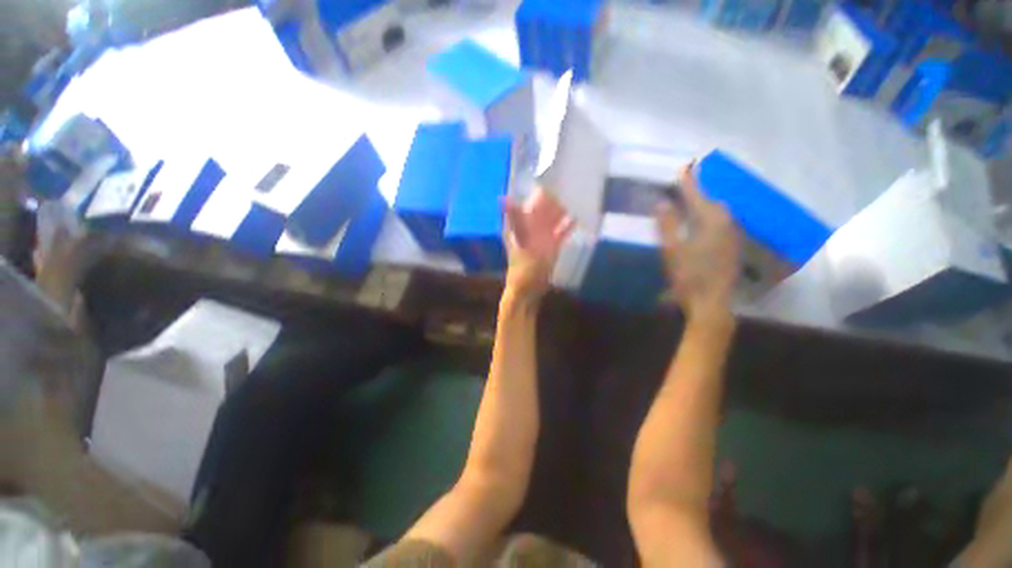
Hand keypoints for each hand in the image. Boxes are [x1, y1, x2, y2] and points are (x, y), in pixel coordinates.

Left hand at [502, 188, 574, 302]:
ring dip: (560, 212)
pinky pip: (559, 234)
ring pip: (551, 221)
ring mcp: (541, 239)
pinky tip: (576, 219)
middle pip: (541, 211)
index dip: (536, 193)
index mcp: (519, 226)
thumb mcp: (520, 241)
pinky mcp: (551, 248)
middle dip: (552, 200)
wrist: (529, 290)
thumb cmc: (523, 267)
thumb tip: (502, 198)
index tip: (547, 179)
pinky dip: (566, 227)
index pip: (527, 204)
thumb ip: (515, 219)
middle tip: (567, 184)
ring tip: (574, 197)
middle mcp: (530, 230)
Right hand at [655, 163, 739, 318]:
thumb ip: (667, 225)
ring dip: (707, 202)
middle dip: (700, 190)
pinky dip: (712, 215)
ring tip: (695, 198)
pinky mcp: (732, 247)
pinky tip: (706, 220)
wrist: (711, 302)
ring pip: (720, 212)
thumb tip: (662, 202)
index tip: (683, 167)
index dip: (688, 183)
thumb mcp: (672, 250)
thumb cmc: (689, 276)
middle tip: (688, 182)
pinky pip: (723, 222)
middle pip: (712, 201)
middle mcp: (726, 224)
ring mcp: (732, 236)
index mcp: (711, 222)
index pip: (697, 196)